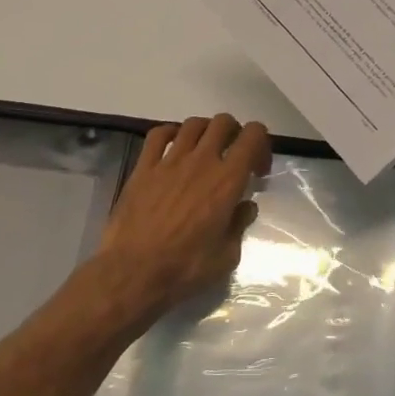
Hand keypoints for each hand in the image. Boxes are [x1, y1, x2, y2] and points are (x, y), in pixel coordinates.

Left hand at [95, 114, 271, 318]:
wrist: (133, 272)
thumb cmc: (185, 268)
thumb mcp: (227, 256)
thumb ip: (240, 225)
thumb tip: (245, 206)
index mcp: (227, 180)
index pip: (253, 136)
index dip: (261, 144)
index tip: (257, 169)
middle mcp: (201, 161)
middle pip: (223, 122)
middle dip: (235, 134)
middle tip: (233, 157)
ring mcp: (169, 161)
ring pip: (193, 124)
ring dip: (205, 132)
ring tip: (204, 152)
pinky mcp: (143, 167)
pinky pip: (158, 134)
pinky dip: (171, 133)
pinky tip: (173, 148)